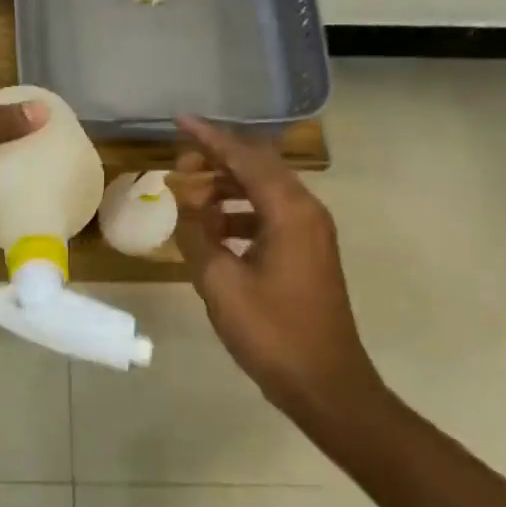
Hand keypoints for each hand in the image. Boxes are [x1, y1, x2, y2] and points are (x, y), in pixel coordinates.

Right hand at [169, 116, 383, 426]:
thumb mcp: (220, 282)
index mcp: (289, 211)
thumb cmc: (272, 333)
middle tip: (179, 164)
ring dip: (226, 186)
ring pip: (263, 190)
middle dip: (216, 159)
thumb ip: (196, 233)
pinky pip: (269, 214)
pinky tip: (212, 228)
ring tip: (189, 195)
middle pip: (257, 166)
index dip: (209, 137)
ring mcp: (310, 232)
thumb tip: (183, 201)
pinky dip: (239, 211)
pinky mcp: (308, 251)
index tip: (180, 120)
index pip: (244, 157)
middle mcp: (305, 211)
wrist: (326, 385)